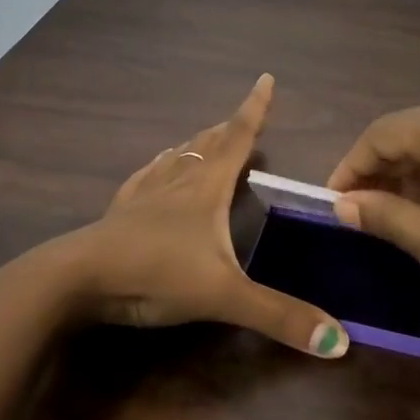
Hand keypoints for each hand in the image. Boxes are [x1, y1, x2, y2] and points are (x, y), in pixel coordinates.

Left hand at [72, 75, 348, 357]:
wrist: (79, 278)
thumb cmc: (156, 274)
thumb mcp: (224, 296)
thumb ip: (279, 316)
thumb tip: (340, 341)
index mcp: (206, 188)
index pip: (238, 138)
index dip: (255, 109)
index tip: (265, 78)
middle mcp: (177, 181)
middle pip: (208, 144)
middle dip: (229, 128)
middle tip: (243, 117)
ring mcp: (145, 194)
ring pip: (177, 157)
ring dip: (196, 144)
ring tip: (206, 137)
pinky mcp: (121, 211)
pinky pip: (145, 177)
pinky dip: (158, 166)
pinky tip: (154, 168)